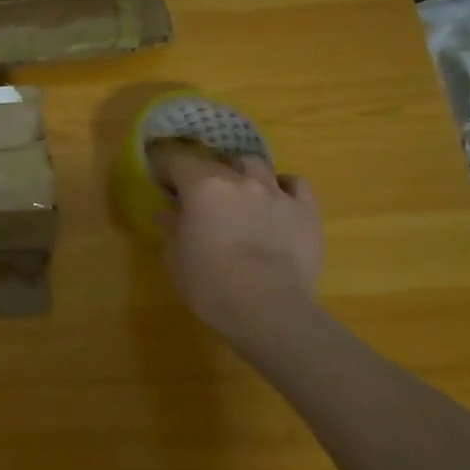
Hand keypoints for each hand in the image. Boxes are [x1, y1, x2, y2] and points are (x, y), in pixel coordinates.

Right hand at [158, 152, 323, 337]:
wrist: (267, 308)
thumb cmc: (210, 283)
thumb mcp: (175, 258)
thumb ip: (172, 228)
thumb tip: (168, 214)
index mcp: (202, 187)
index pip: (178, 161)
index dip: (167, 170)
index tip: (163, 185)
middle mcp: (239, 180)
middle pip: (215, 163)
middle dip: (202, 176)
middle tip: (198, 199)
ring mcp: (276, 192)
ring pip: (256, 165)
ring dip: (242, 174)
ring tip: (240, 193)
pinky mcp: (306, 210)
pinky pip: (295, 183)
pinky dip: (282, 186)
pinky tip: (276, 201)